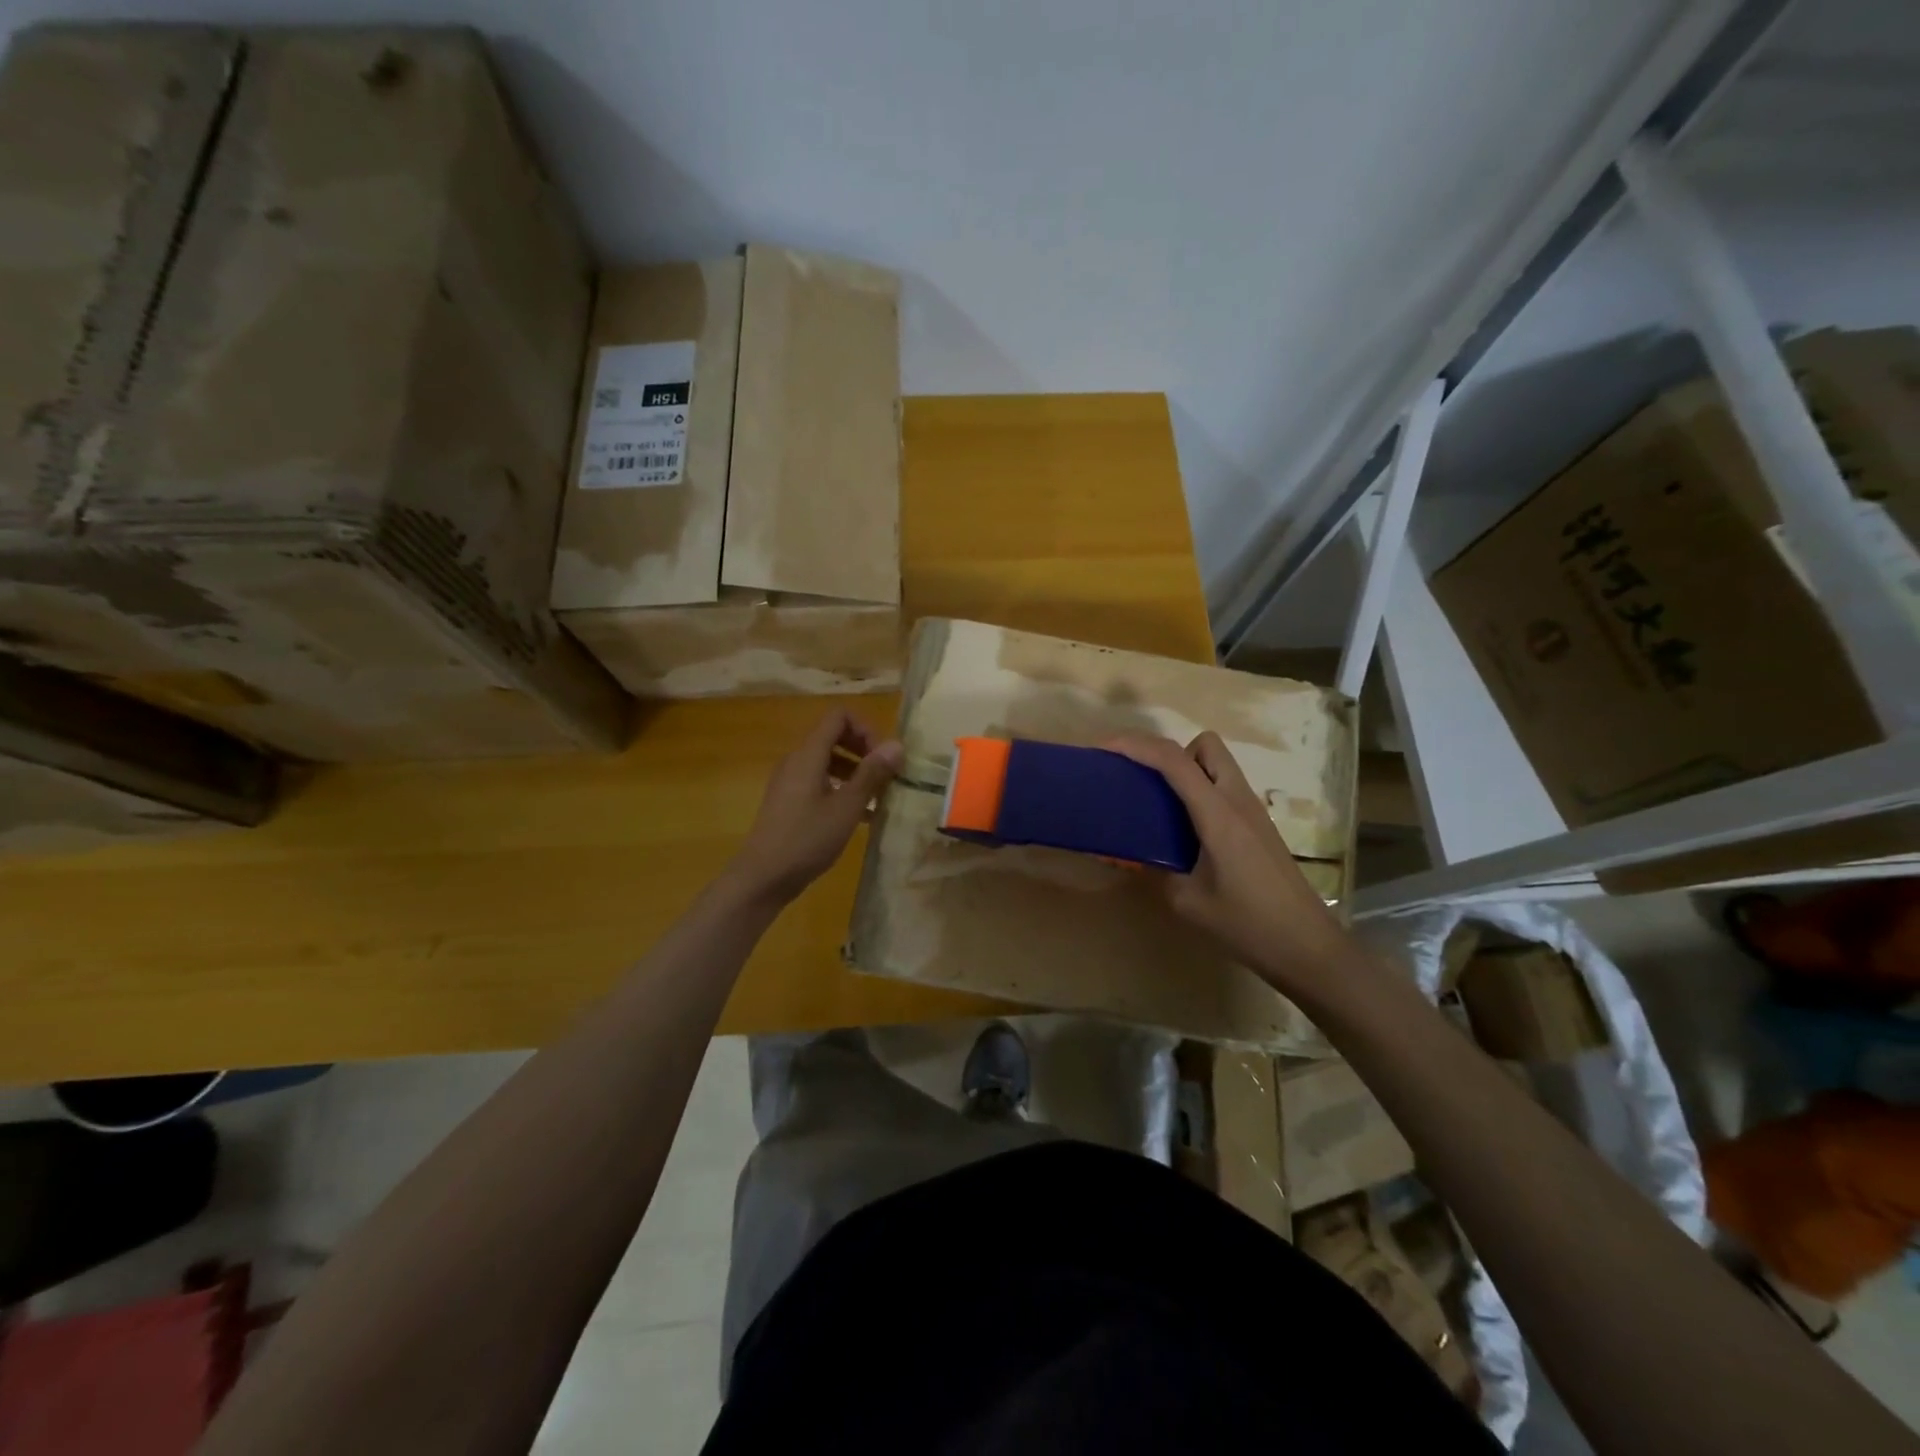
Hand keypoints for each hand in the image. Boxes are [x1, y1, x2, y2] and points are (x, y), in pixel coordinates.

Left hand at [728, 709, 903, 905]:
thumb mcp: (846, 807)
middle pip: (834, 737)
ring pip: (828, 762)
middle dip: (864, 751)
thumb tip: (897, 745)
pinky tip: (860, 816)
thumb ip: (871, 774)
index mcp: (808, 755)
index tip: (883, 757)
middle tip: (886, 776)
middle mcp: (797, 761)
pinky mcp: (789, 802)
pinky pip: (819, 783)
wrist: (763, 877)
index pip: (839, 716)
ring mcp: (790, 782)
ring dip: (856, 773)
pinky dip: (841, 790)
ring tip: (878, 798)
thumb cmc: (806, 839)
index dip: (866, 728)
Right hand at [1109, 731, 1349, 996]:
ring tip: (1159, 804)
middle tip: (1144, 781)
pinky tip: (1184, 828)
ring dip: (1186, 770)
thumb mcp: (1187, 902)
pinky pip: (1224, 788)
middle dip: (1169, 752)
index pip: (1174, 761)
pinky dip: (1200, 791)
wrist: (1307, 947)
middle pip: (1205, 745)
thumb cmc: (1247, 925)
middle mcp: (1238, 801)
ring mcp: (1253, 811)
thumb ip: (1155, 871)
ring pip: (1217, 765)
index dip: (1136, 746)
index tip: (1104, 748)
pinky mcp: (1259, 826)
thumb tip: (1132, 854)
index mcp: (1218, 814)